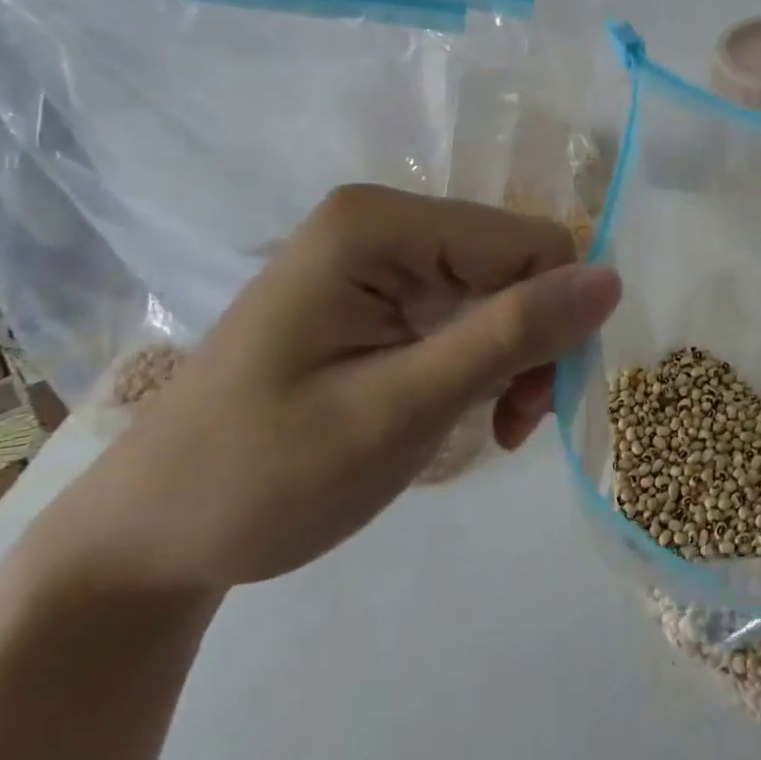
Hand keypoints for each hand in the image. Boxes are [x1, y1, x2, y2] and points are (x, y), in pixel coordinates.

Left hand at [47, 186, 620, 593]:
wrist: (148, 539)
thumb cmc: (262, 478)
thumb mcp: (400, 410)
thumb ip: (509, 336)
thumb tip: (612, 279)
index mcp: (379, 224)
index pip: (530, 243)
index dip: (555, 320)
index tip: (531, 407)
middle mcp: (384, 220)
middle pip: (519, 262)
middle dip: (534, 342)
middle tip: (512, 423)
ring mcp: (381, 255)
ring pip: (505, 287)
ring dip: (514, 357)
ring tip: (493, 425)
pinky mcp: (382, 292)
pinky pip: (471, 308)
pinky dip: (487, 361)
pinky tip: (470, 408)